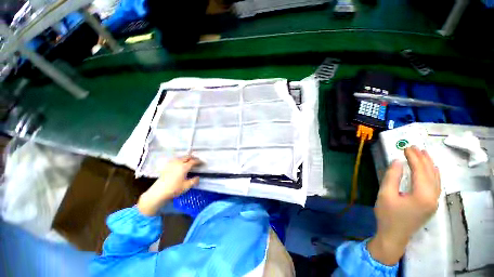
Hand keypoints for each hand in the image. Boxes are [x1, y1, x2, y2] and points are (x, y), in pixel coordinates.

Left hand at [137, 156, 201, 215]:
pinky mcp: (167, 166)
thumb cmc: (174, 189)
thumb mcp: (186, 186)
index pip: (193, 161)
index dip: (199, 161)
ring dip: (186, 157)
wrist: (158, 192)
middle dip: (193, 157)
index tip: (202, 162)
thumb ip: (194, 181)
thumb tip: (198, 177)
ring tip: (190, 160)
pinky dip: (180, 159)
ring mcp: (171, 164)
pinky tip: (180, 162)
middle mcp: (178, 163)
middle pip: (187, 157)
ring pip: (181, 157)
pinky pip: (175, 159)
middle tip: (197, 160)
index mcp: (184, 167)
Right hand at [368, 146, 440, 264]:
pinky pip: (436, 185)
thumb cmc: (388, 215)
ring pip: (436, 178)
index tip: (406, 147)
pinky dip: (433, 174)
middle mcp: (433, 197)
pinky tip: (431, 169)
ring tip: (423, 154)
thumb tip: (398, 161)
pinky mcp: (431, 204)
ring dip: (429, 165)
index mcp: (422, 195)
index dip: (414, 157)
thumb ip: (392, 177)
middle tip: (414, 147)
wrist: (394, 236)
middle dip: (422, 158)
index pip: (420, 170)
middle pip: (430, 173)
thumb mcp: (385, 194)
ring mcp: (434, 201)